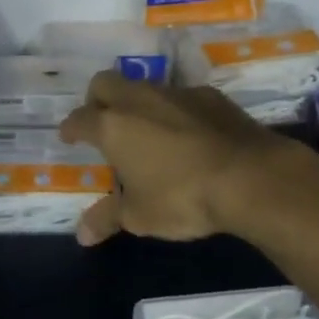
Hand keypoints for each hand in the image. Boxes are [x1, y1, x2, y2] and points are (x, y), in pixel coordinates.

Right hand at [57, 72, 301, 244]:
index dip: (71, 128)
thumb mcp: (140, 216)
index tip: (68, 136)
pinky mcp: (209, 95)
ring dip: (136, 101)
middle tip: (102, 122)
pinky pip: (180, 95)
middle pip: (104, 83)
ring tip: (145, 129)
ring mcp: (175, 92)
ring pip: (143, 85)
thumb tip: (82, 235)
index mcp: (112, 126)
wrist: (249, 177)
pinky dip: (173, 109)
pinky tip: (186, 132)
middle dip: (97, 99)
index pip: (79, 119)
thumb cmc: (182, 197)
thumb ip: (107, 218)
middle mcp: (138, 99)